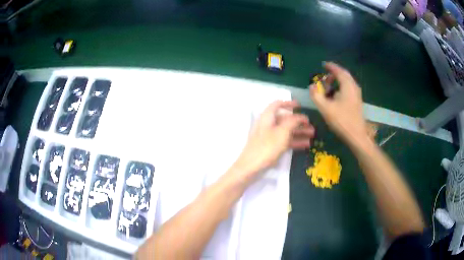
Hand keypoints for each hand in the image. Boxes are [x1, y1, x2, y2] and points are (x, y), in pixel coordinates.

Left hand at [233, 100, 314, 178]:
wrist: (251, 167)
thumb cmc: (267, 147)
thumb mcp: (282, 132)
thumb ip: (292, 121)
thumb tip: (299, 116)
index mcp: (267, 117)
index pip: (277, 104)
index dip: (289, 103)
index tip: (300, 106)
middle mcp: (268, 124)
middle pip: (285, 119)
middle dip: (299, 122)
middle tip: (311, 126)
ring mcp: (269, 136)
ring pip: (286, 130)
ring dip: (299, 131)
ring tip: (312, 135)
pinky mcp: (270, 146)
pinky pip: (284, 140)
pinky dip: (294, 141)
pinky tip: (306, 144)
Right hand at [309, 62, 367, 145]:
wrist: (356, 135)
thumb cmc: (342, 121)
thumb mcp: (325, 108)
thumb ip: (316, 95)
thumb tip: (311, 86)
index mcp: (347, 85)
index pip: (339, 71)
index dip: (331, 67)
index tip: (323, 64)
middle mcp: (354, 87)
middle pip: (344, 75)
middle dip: (334, 74)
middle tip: (325, 76)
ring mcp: (357, 94)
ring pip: (347, 82)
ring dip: (337, 81)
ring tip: (328, 86)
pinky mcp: (357, 101)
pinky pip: (348, 88)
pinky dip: (341, 87)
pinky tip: (335, 95)